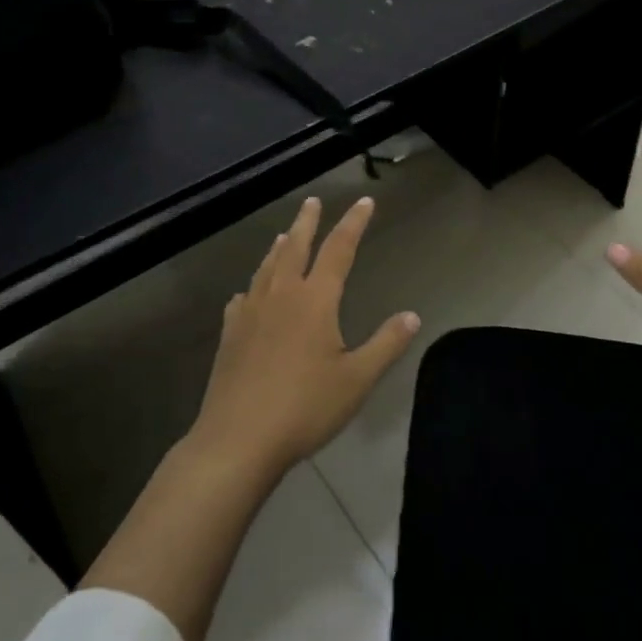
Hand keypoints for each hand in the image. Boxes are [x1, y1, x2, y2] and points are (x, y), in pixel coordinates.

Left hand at [191, 196, 419, 474]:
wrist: (237, 439)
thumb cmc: (304, 408)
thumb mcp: (356, 380)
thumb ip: (385, 344)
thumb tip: (412, 315)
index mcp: (315, 301)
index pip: (339, 249)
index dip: (353, 223)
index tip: (363, 202)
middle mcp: (281, 296)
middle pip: (295, 247)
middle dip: (307, 221)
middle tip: (312, 201)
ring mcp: (250, 313)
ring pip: (266, 268)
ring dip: (278, 248)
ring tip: (284, 235)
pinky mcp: (229, 335)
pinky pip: (242, 298)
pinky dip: (252, 287)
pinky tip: (247, 294)